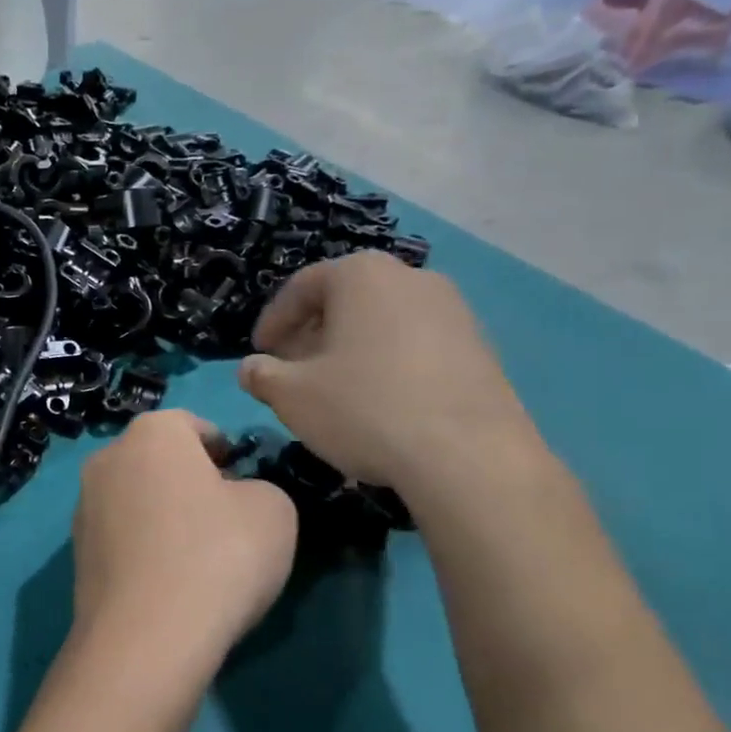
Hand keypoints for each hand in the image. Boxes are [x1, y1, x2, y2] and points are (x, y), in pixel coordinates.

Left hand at [70, 410, 296, 685]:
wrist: (146, 638)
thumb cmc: (218, 556)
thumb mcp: (274, 510)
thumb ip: (259, 487)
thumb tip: (234, 498)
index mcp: (152, 433)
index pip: (194, 426)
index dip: (225, 451)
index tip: (245, 483)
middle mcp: (107, 458)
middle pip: (160, 461)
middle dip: (192, 482)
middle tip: (226, 520)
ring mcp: (84, 507)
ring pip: (137, 499)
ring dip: (164, 516)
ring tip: (197, 559)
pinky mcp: (76, 554)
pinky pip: (122, 538)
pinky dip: (144, 549)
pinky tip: (168, 584)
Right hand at [238, 252, 537, 491]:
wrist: (468, 456)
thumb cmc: (364, 409)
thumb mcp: (291, 396)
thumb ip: (261, 375)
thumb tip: (250, 368)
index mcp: (362, 275)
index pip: (302, 287)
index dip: (273, 321)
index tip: (260, 352)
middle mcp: (411, 278)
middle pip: (346, 300)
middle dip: (312, 334)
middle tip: (292, 370)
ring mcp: (454, 310)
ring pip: (382, 322)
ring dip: (350, 349)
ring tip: (334, 389)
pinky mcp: (480, 347)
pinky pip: (416, 345)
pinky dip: (388, 363)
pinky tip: (379, 403)